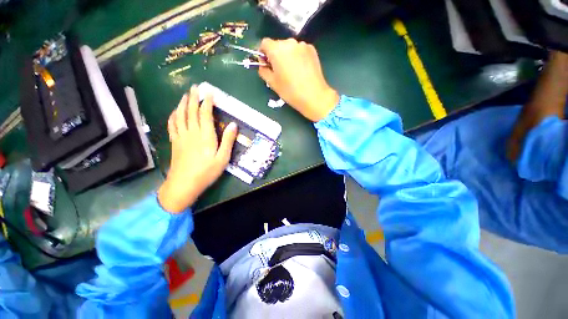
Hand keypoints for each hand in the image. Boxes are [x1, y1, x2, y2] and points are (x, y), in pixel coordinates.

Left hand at [158, 86, 237, 212]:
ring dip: (182, 103)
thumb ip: (227, 141)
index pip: (205, 113)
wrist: (184, 184)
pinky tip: (174, 112)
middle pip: (191, 110)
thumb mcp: (222, 160)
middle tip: (194, 87)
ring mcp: (181, 136)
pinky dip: (173, 117)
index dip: (207, 101)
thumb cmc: (205, 173)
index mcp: (205, 135)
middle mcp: (192, 131)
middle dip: (193, 97)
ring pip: (180, 115)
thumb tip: (234, 125)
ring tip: (184, 95)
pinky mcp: (174, 142)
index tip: (209, 91)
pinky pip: (172, 125)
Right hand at [258, 38, 339, 121]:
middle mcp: (289, 43)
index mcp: (276, 49)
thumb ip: (263, 68)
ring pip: (289, 46)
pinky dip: (298, 54)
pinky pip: (300, 48)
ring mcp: (302, 45)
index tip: (265, 61)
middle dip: (275, 52)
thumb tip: (263, 64)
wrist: (314, 95)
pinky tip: (301, 66)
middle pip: (277, 43)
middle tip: (278, 67)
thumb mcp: (270, 81)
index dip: (263, 51)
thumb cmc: (289, 89)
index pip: (264, 42)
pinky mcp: (312, 49)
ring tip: (291, 67)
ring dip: (287, 53)